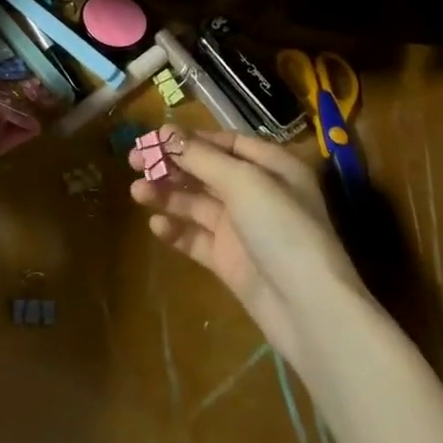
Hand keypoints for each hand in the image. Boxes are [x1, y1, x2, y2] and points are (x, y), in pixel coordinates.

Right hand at [129, 125, 364, 366]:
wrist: (309, 310)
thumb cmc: (282, 230)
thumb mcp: (243, 183)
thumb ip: (200, 157)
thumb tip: (164, 132)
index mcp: (272, 167)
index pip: (226, 142)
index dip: (190, 138)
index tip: (154, 138)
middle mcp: (257, 193)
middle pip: (206, 170)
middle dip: (170, 165)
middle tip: (133, 161)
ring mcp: (242, 228)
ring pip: (196, 203)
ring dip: (167, 195)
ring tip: (137, 193)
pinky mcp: (228, 260)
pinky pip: (196, 237)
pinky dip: (176, 229)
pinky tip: (157, 226)